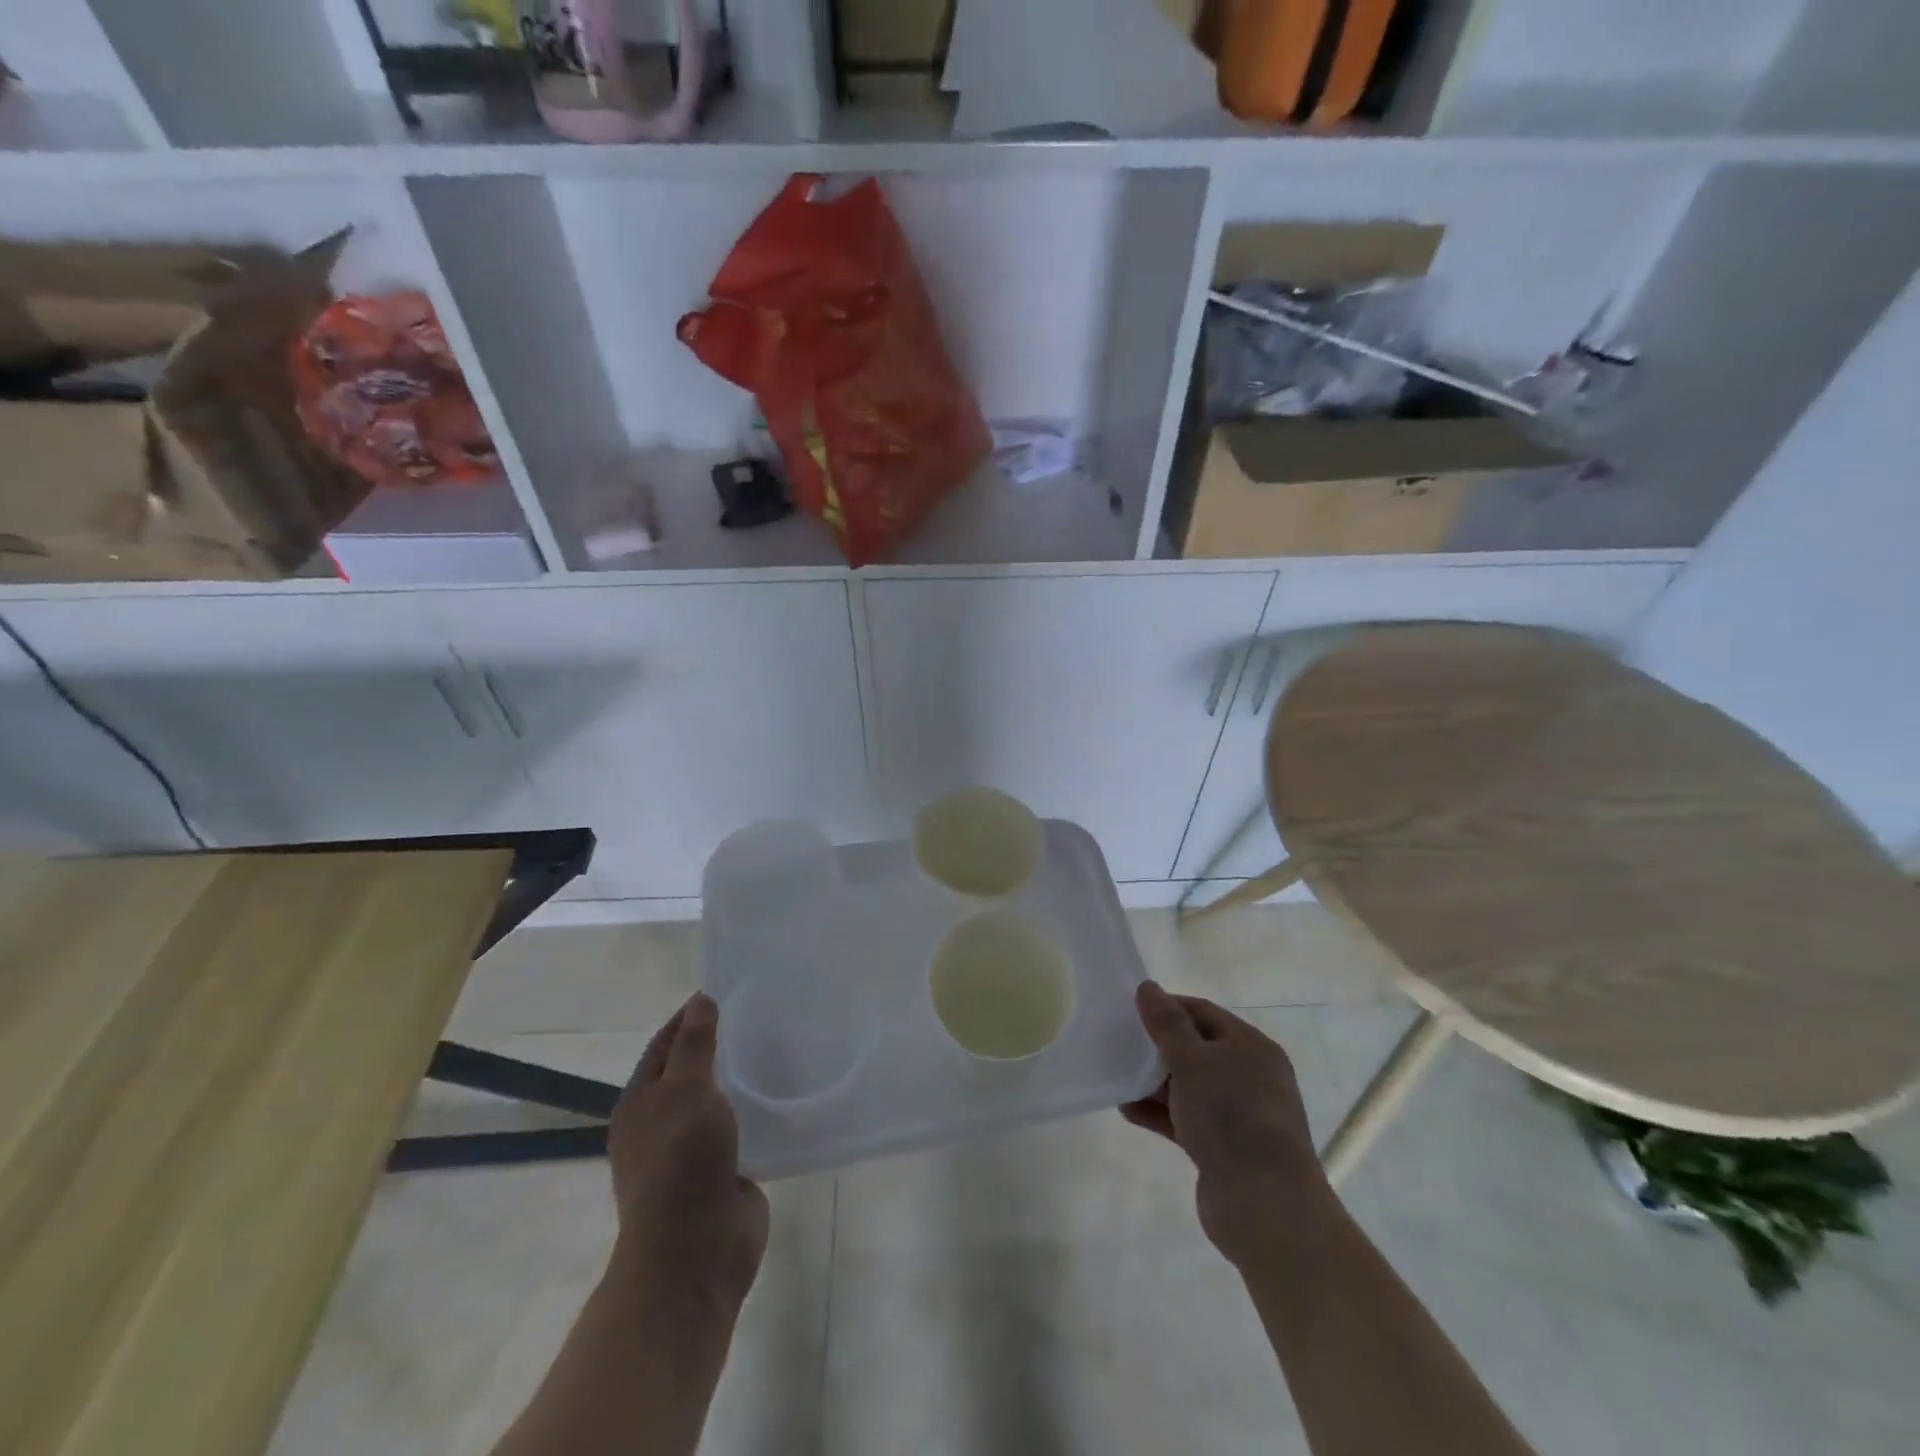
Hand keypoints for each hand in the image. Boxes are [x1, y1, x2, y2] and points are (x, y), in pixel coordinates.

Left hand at [608, 993, 768, 1310]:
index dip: (691, 1017)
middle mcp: (662, 1124)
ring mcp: (693, 1151)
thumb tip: (701, 1000)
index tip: (725, 991)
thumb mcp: (685, 1090)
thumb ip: (695, 1044)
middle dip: (721, 1044)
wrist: (695, 1251)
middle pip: (692, 1072)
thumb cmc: (681, 1161)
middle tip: (761, 1014)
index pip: (665, 1045)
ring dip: (742, 1078)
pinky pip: (743, 1129)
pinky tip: (785, 1092)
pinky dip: (759, 1110)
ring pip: (719, 1101)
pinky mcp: (725, 1172)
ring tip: (780, 1046)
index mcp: (640, 1104)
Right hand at [1122, 982, 1333, 1265]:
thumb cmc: (1230, 1116)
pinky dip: (1159, 1112)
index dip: (1167, 1007)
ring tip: (1118, 1077)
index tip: (1130, 1010)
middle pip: (1196, 1049)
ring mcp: (1239, 1115)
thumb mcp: (1192, 1061)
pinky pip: (1186, 1119)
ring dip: (1154, 1082)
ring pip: (1189, 1087)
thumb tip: (1148, 987)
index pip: (1203, 1012)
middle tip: (1120, 1043)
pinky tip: (1127, 1110)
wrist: (1265, 1206)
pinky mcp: (1225, 1149)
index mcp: (1251, 1047)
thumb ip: (1167, 1024)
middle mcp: (1250, 1076)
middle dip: (1157, 1047)